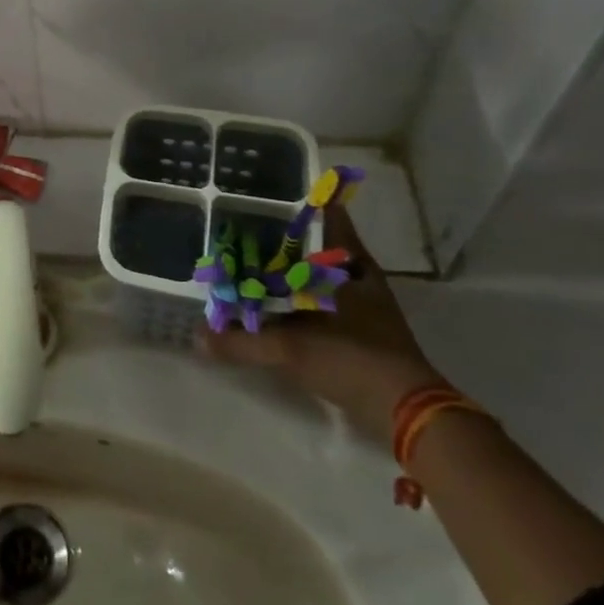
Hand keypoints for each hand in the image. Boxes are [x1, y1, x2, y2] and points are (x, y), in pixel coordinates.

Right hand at [198, 203, 446, 447]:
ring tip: (249, 260)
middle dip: (284, 237)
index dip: (301, 200)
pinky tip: (270, 302)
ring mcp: (362, 302)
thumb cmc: (353, 358)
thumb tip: (197, 336)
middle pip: (318, 244)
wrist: (406, 413)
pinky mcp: (359, 329)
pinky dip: (296, 297)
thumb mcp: (291, 348)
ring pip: (319, 272)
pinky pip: (319, 299)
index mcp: (350, 263)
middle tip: (244, 226)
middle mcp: (357, 275)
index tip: (268, 192)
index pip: (326, 215)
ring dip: (290, 269)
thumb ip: (242, 341)